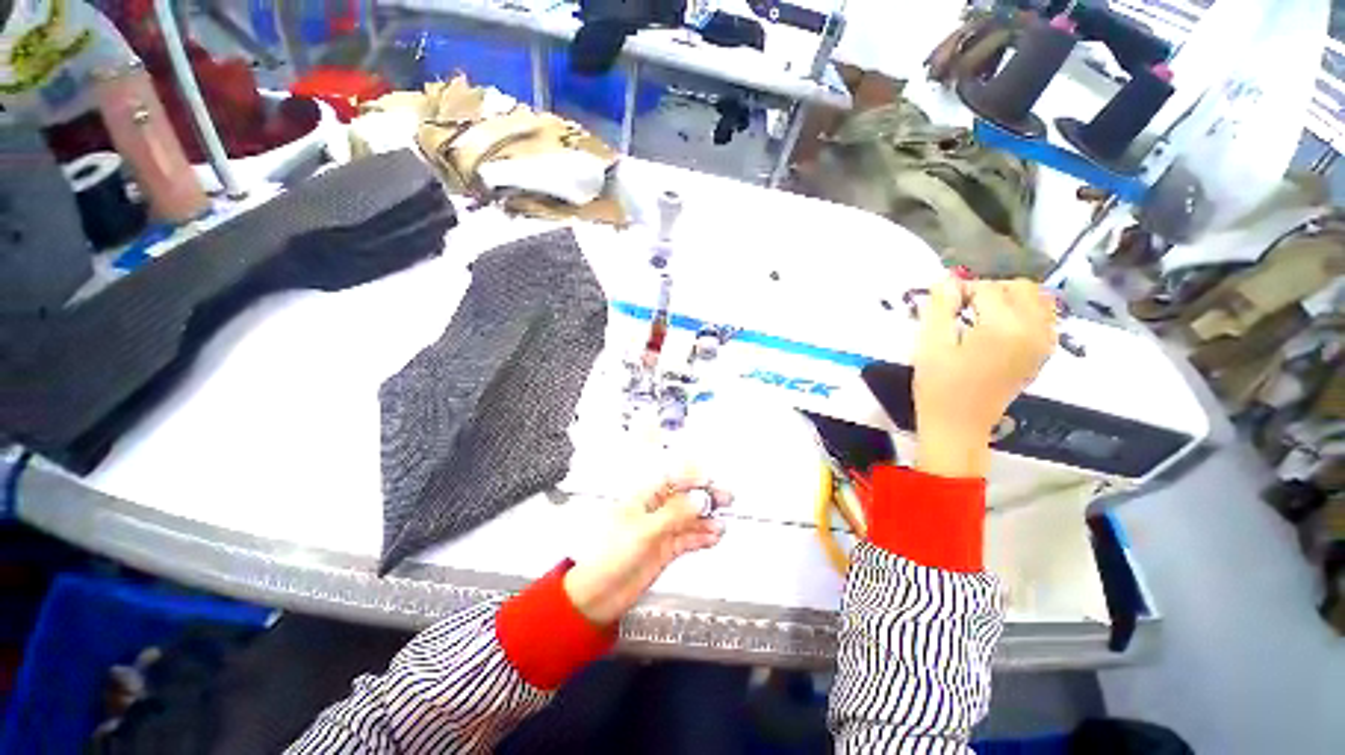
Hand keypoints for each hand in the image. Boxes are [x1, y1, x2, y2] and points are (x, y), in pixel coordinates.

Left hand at [563, 476, 731, 625]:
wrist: (597, 596)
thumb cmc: (611, 555)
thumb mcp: (644, 531)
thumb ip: (674, 514)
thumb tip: (700, 499)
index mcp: (643, 496)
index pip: (672, 477)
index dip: (693, 477)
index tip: (711, 481)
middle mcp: (654, 509)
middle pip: (685, 496)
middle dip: (705, 496)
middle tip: (727, 498)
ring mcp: (661, 529)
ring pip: (689, 517)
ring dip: (707, 519)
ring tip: (722, 524)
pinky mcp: (666, 548)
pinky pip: (688, 537)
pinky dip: (701, 536)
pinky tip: (714, 537)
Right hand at [913, 277, 1056, 477]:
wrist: (959, 425)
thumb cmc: (938, 385)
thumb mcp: (929, 344)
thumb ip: (939, 307)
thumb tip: (946, 279)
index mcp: (1004, 327)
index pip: (986, 287)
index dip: (960, 291)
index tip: (942, 307)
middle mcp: (1033, 330)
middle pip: (1018, 287)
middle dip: (988, 290)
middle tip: (960, 310)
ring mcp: (1043, 343)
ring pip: (1037, 299)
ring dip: (1009, 299)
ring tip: (981, 316)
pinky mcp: (1043, 354)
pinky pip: (1044, 318)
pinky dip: (1024, 313)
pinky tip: (999, 329)